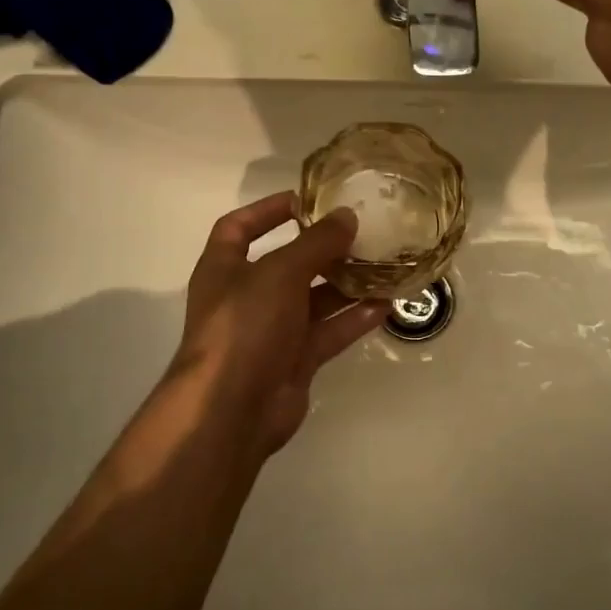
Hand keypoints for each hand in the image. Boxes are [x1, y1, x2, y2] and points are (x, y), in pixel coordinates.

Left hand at [171, 192, 388, 455]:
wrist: (232, 410)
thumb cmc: (245, 325)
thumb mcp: (280, 272)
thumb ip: (316, 242)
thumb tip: (347, 215)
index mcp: (225, 268)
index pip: (239, 227)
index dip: (268, 210)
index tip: (306, 199)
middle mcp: (246, 296)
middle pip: (287, 263)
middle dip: (322, 248)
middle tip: (362, 232)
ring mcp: (271, 331)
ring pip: (313, 299)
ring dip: (345, 283)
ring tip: (383, 265)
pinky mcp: (295, 360)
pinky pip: (328, 332)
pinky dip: (354, 319)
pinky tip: (386, 304)